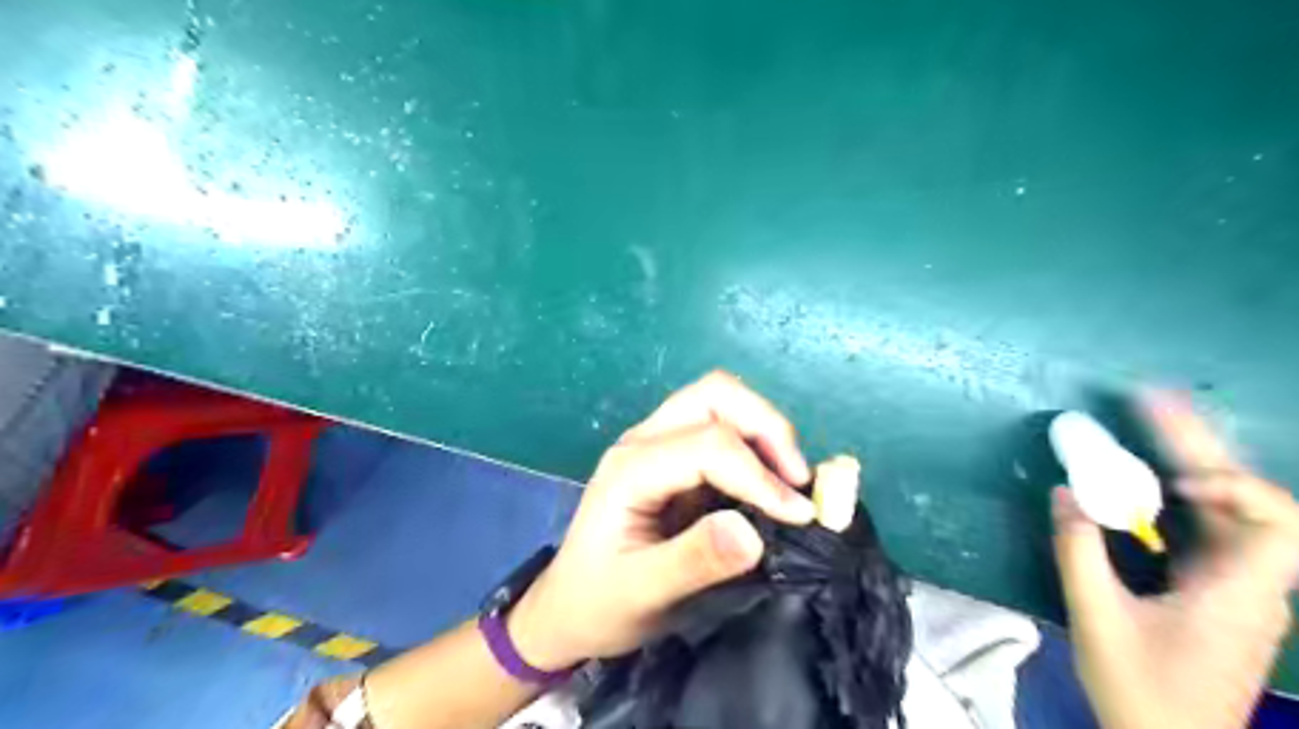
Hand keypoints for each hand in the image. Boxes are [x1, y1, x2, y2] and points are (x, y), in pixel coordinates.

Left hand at [505, 372, 814, 668]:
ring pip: (719, 401)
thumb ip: (695, 562)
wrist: (568, 607)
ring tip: (790, 478)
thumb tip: (753, 532)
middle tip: (798, 479)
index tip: (798, 516)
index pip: (708, 445)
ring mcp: (657, 443)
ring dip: (763, 429)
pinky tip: (770, 480)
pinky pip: (720, 426)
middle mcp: (644, 441)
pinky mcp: (672, 457)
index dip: (759, 475)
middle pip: (714, 395)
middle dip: (766, 426)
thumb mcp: (642, 593)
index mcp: (630, 468)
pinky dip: (755, 443)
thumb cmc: (599, 602)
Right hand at [1053, 393, 1297, 728]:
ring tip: (1151, 418)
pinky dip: (1181, 491)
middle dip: (1198, 444)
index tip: (1172, 482)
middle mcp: (1252, 582)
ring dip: (1190, 459)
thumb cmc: (1142, 690)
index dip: (1233, 488)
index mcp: (1238, 593)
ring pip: (1229, 508)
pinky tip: (1150, 476)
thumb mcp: (1098, 619)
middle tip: (1151, 398)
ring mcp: (1238, 585)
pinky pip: (1208, 526)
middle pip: (1245, 497)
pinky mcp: (1217, 589)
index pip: (1279, 523)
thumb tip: (1067, 493)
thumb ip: (1079, 552)